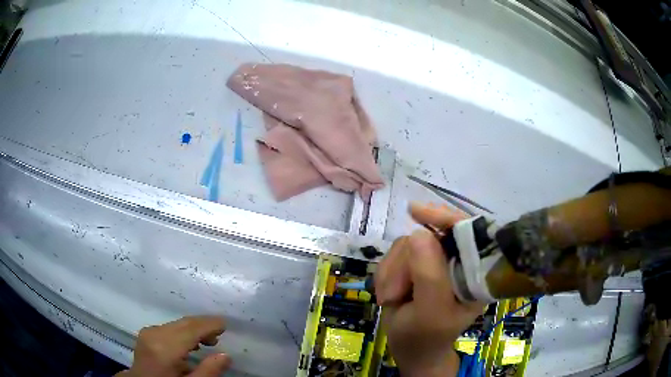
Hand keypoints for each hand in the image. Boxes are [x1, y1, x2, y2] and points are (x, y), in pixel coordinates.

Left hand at [115, 316, 230, 376]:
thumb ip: (208, 372)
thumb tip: (226, 355)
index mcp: (164, 348)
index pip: (190, 329)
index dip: (209, 324)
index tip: (225, 324)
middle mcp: (154, 334)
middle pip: (183, 323)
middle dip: (203, 325)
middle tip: (221, 334)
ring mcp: (148, 332)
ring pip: (177, 324)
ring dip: (194, 329)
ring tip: (210, 341)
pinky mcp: (147, 333)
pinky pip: (170, 327)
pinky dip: (183, 332)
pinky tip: (192, 343)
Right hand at [375, 203, 482, 376]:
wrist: (409, 349)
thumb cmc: (425, 337)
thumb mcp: (430, 313)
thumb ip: (429, 276)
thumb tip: (418, 233)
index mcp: (474, 272)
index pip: (467, 232)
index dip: (444, 218)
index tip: (414, 211)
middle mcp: (457, 262)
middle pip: (428, 238)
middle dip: (405, 265)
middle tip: (395, 294)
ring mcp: (434, 262)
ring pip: (407, 245)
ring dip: (392, 273)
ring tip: (392, 298)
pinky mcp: (415, 265)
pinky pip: (393, 255)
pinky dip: (386, 274)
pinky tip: (389, 294)